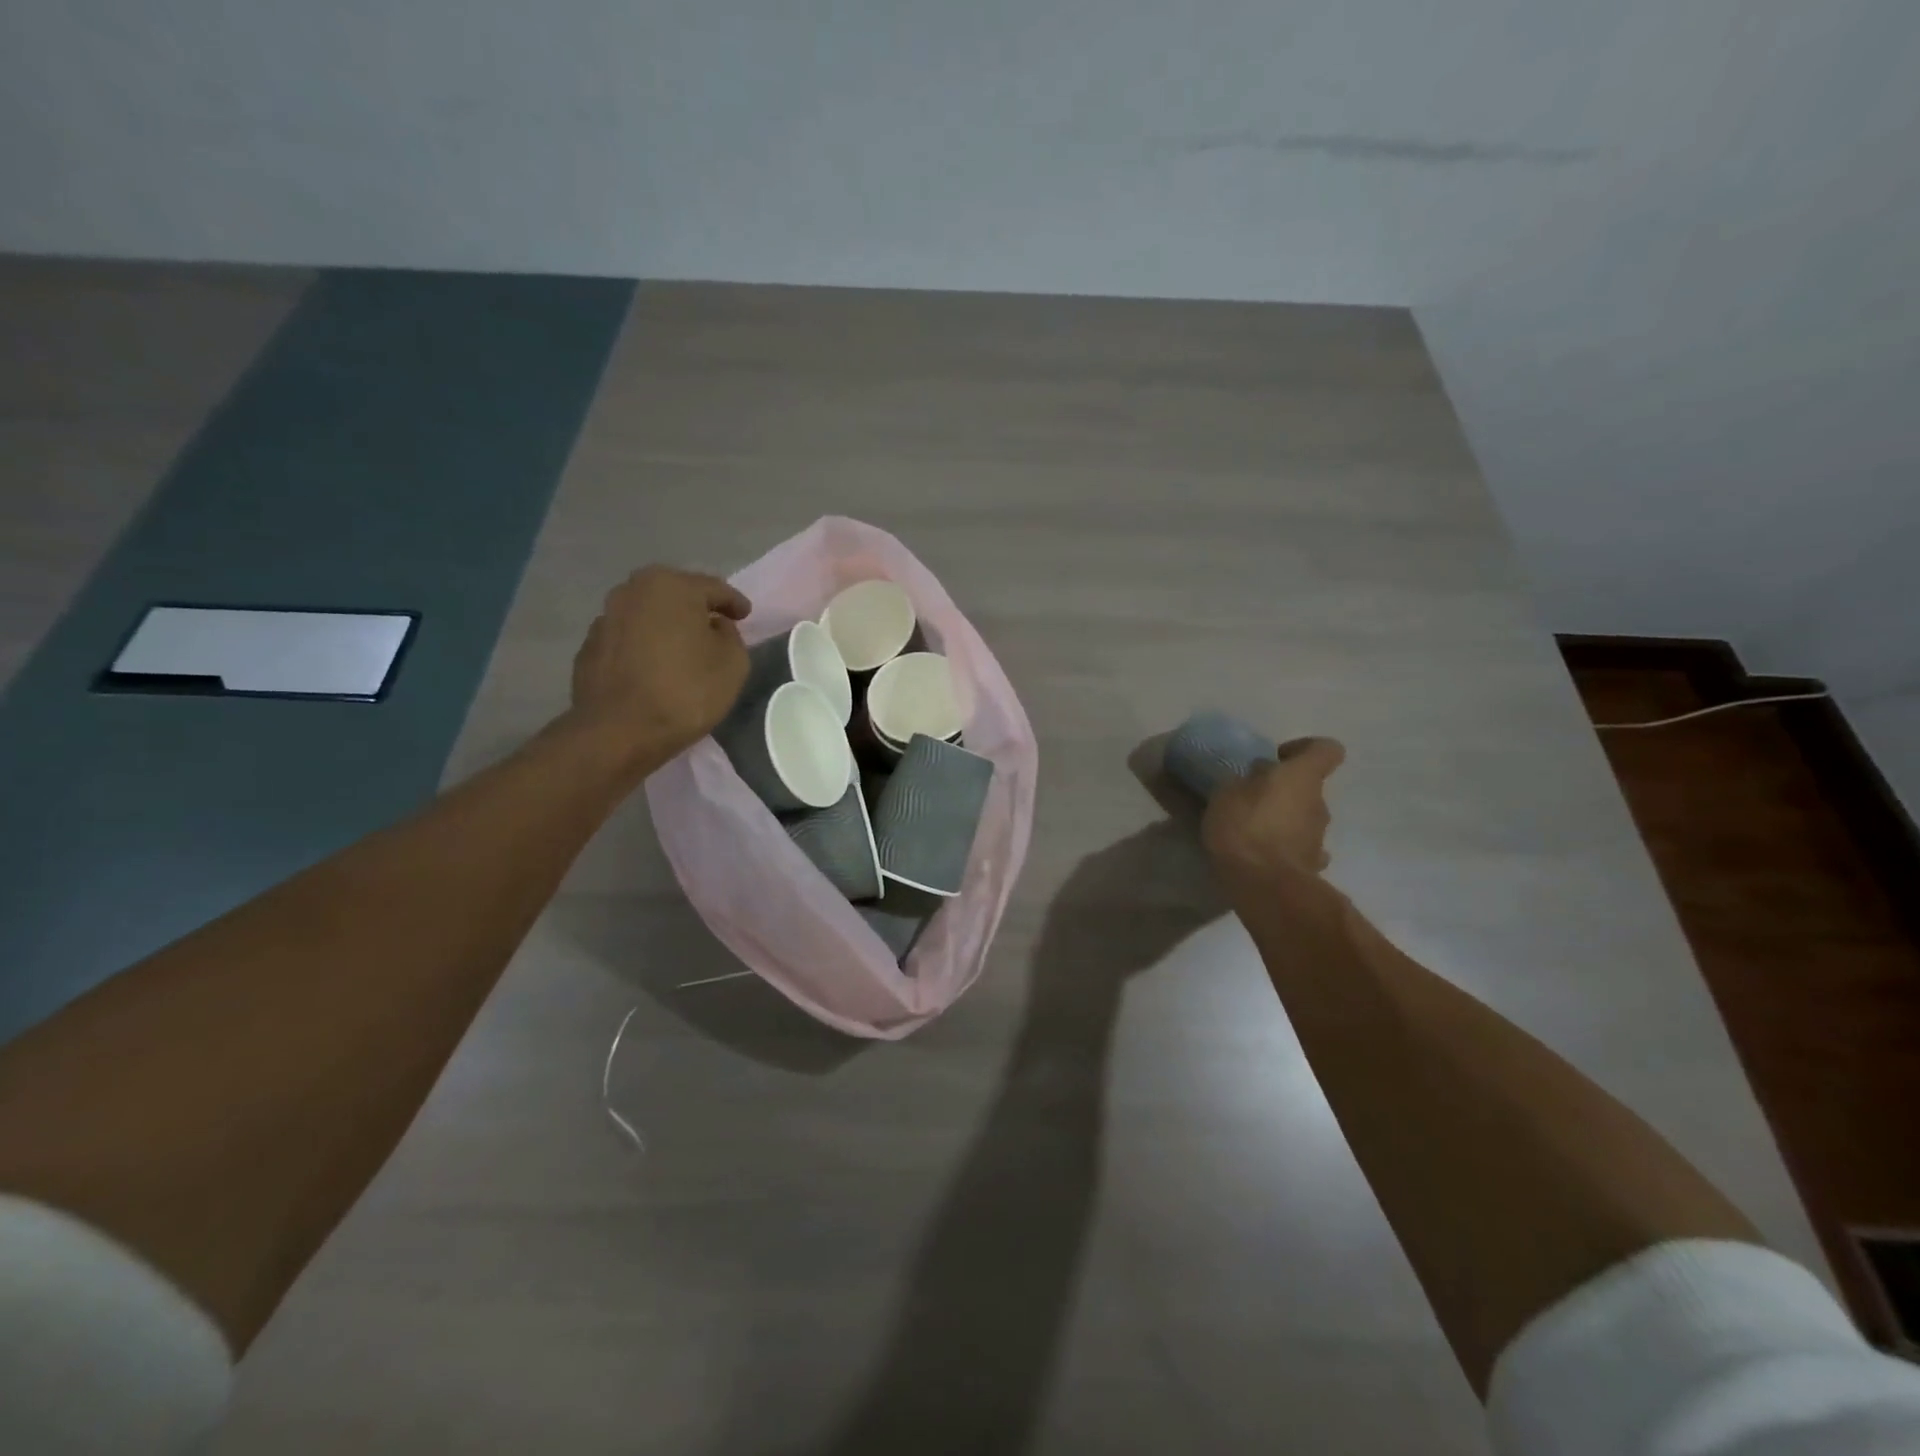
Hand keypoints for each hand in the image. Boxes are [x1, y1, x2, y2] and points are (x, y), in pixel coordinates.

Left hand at [568, 566, 751, 767]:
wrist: (619, 731)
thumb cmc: (685, 691)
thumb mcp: (733, 663)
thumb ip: (730, 635)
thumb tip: (714, 627)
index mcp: (671, 586)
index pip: (714, 588)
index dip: (734, 602)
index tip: (745, 615)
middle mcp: (632, 590)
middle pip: (675, 594)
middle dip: (696, 608)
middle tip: (713, 626)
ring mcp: (605, 617)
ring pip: (648, 614)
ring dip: (666, 626)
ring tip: (682, 648)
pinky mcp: (589, 646)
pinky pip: (628, 638)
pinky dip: (644, 646)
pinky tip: (654, 667)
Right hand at [1200, 737, 1345, 888]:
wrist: (1265, 885)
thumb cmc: (1245, 827)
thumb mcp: (1226, 793)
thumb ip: (1241, 780)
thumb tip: (1253, 775)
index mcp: (1303, 777)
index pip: (1327, 749)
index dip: (1304, 748)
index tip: (1276, 758)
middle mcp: (1319, 803)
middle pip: (1308, 787)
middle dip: (1282, 790)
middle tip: (1249, 797)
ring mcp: (1319, 837)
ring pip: (1302, 818)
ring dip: (1281, 820)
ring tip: (1249, 830)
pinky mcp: (1312, 865)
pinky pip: (1298, 847)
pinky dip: (1283, 847)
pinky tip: (1261, 855)